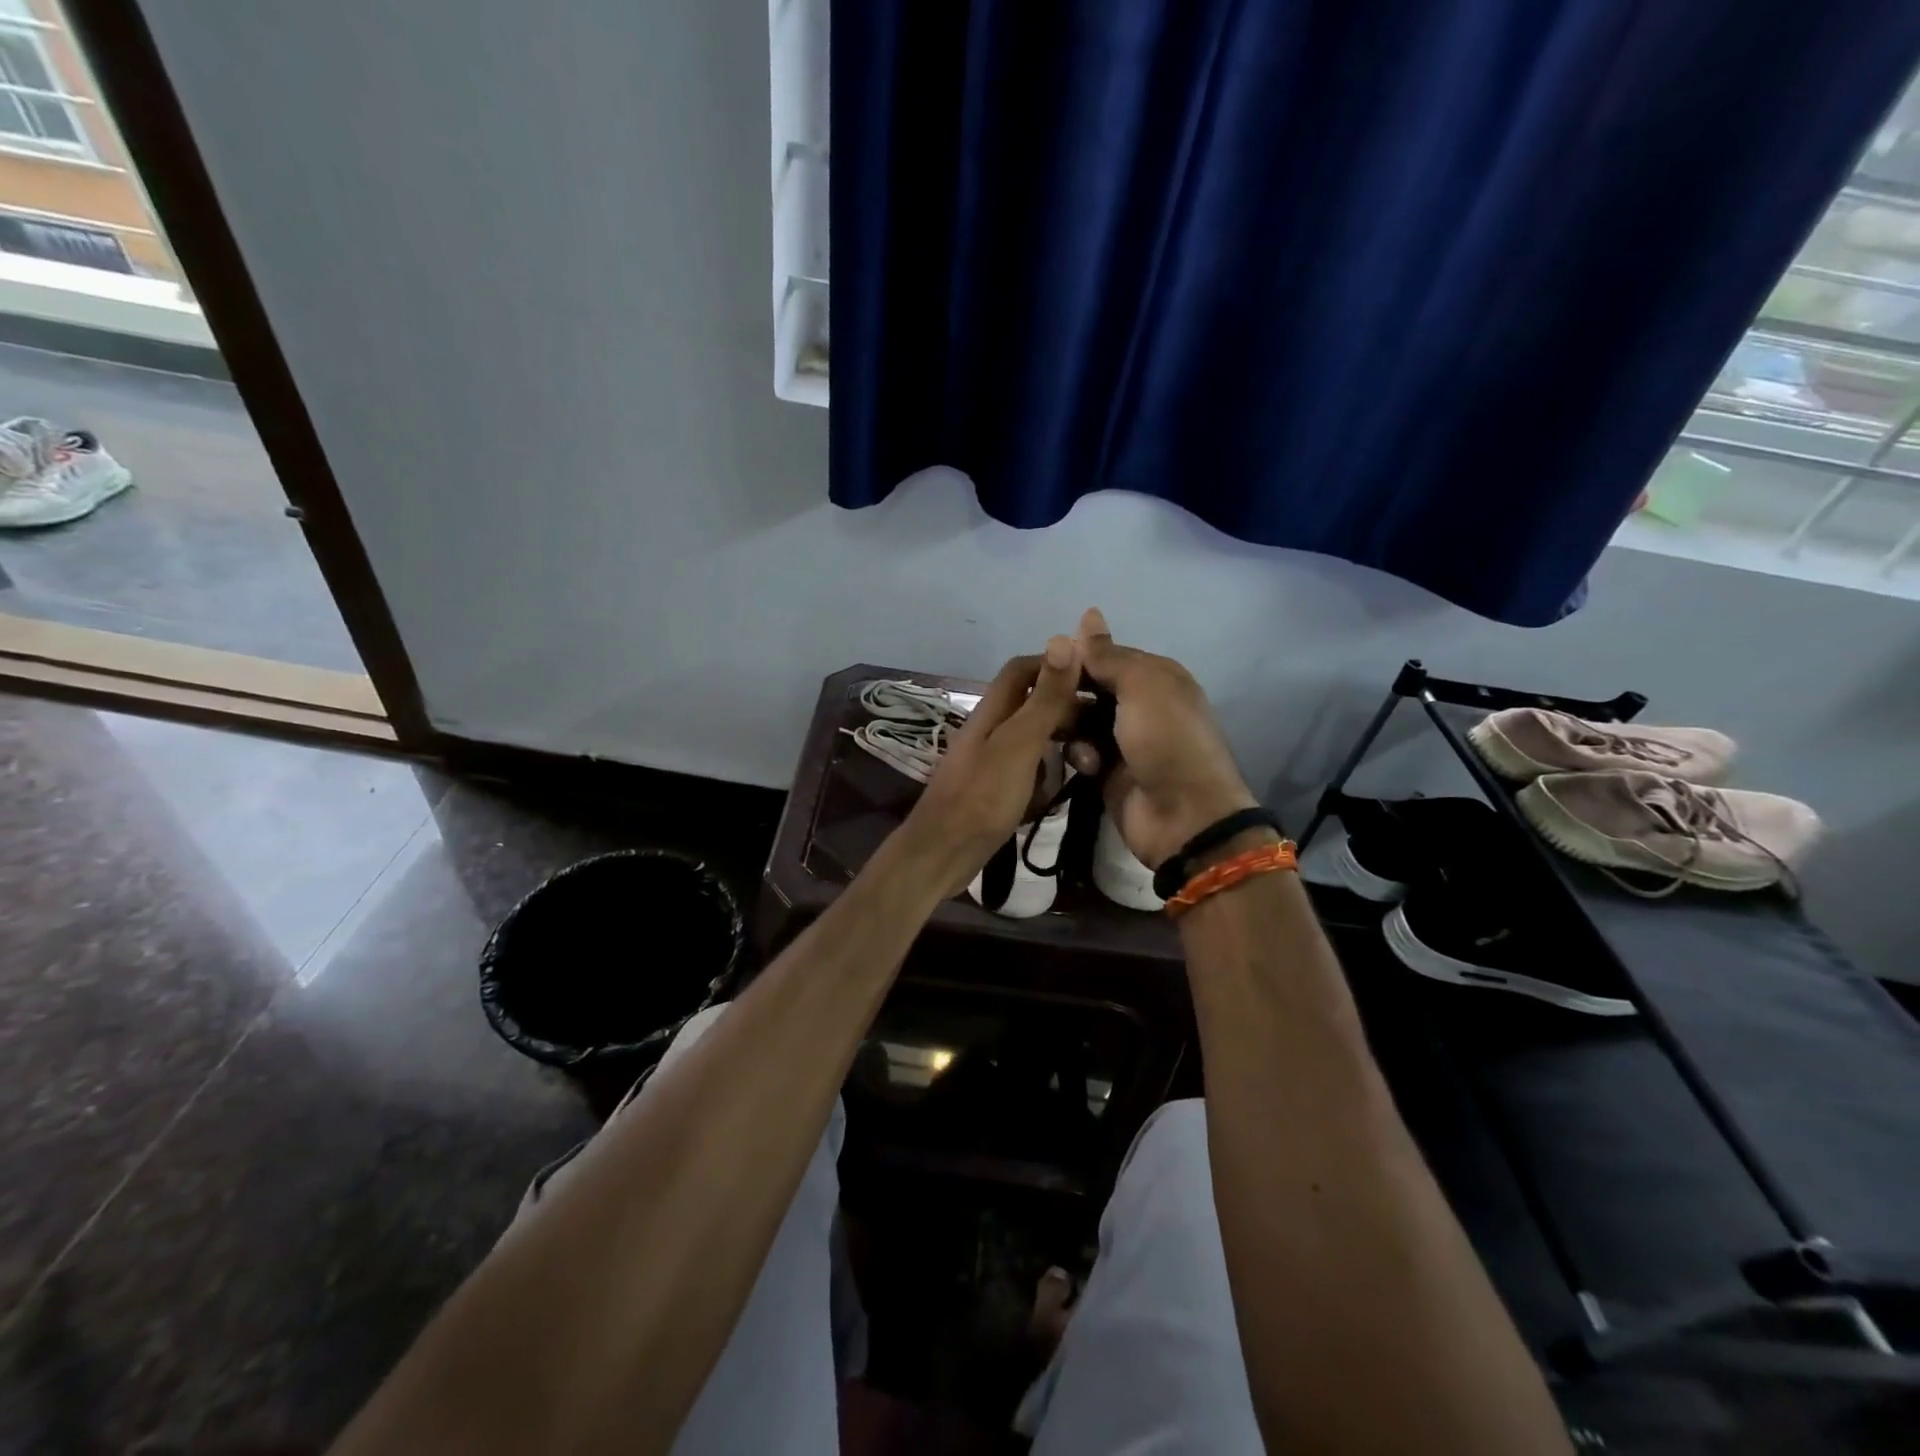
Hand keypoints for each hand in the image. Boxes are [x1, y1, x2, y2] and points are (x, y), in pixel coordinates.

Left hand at [898, 636, 1083, 896]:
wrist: (942, 854)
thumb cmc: (982, 797)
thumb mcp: (1019, 744)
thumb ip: (1043, 699)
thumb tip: (1064, 638)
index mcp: (992, 710)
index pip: (1023, 669)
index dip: (1057, 665)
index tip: (1096, 678)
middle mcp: (990, 728)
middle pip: (1031, 701)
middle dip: (1066, 708)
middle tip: (1103, 727)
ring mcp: (991, 759)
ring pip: (1033, 736)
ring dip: (1060, 742)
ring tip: (1090, 758)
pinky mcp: (995, 788)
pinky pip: (1029, 768)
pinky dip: (1048, 772)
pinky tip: (1065, 786)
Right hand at [1069, 607, 1257, 869]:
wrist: (1183, 816)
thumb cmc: (1166, 740)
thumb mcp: (1142, 687)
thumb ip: (1109, 655)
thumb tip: (1088, 613)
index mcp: (1156, 678)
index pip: (1107, 656)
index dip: (1078, 660)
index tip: (1048, 665)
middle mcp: (1141, 705)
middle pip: (1090, 689)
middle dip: (1069, 695)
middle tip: (1048, 704)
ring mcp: (1124, 741)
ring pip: (1080, 721)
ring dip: (1072, 727)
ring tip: (1066, 737)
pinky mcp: (1109, 772)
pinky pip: (1082, 753)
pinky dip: (1081, 756)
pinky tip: (1086, 766)